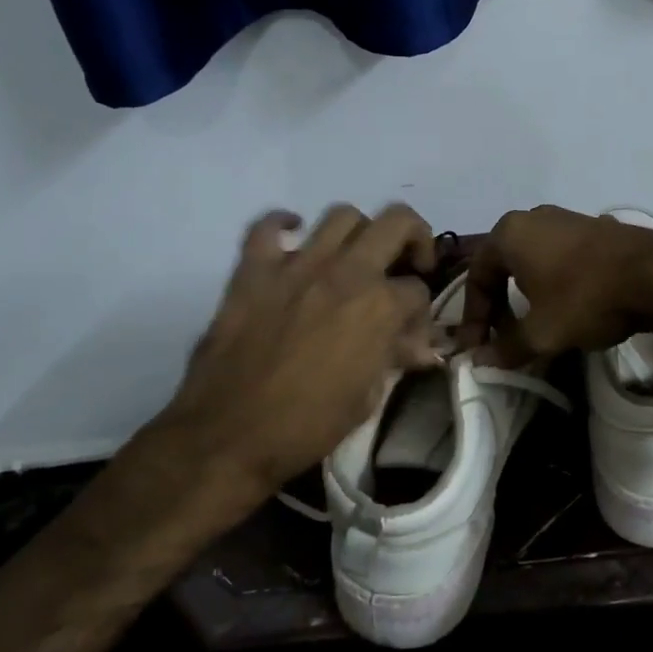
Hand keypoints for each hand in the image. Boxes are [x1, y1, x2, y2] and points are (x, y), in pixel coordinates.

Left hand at [119, 204, 440, 527]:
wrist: (230, 436)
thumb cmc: (307, 425)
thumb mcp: (367, 398)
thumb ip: (394, 359)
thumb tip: (422, 348)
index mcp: (378, 306)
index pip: (417, 290)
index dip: (420, 313)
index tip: (410, 335)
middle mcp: (344, 273)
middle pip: (396, 223)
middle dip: (414, 239)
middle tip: (407, 264)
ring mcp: (296, 266)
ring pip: (341, 215)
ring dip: (359, 231)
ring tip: (354, 256)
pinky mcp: (253, 271)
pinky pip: (267, 227)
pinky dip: (283, 225)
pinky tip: (293, 239)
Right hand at [459, 205, 652, 365]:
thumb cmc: (585, 298)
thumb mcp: (541, 332)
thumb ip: (506, 348)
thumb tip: (479, 361)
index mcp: (509, 234)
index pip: (477, 277)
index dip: (474, 317)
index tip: (477, 348)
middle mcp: (532, 218)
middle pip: (503, 267)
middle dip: (499, 306)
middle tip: (503, 337)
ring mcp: (566, 219)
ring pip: (532, 262)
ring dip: (526, 296)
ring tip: (534, 326)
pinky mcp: (595, 228)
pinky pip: (559, 257)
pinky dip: (553, 284)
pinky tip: (566, 308)